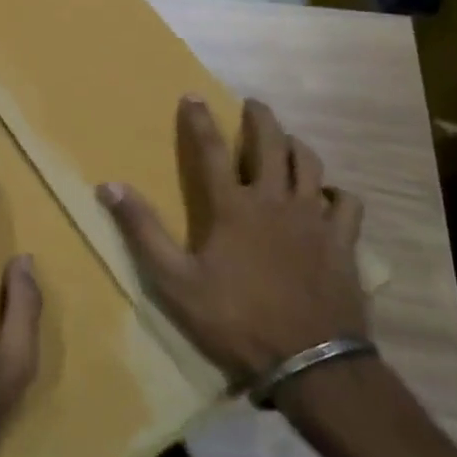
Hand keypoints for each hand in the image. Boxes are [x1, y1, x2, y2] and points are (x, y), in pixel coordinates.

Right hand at [97, 95, 366, 387]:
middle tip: (253, 104)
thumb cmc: (234, 319)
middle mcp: (275, 201)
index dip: (200, 120)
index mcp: (233, 207)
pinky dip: (336, 192)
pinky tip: (328, 195)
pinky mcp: (342, 242)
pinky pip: (346, 203)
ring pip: (310, 166)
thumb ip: (142, 231)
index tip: (193, 95)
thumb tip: (110, 187)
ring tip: (288, 140)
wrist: (308, 360)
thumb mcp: (174, 280)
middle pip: (271, 145)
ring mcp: (313, 220)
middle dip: (260, 119)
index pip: (211, 150)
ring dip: (296, 146)